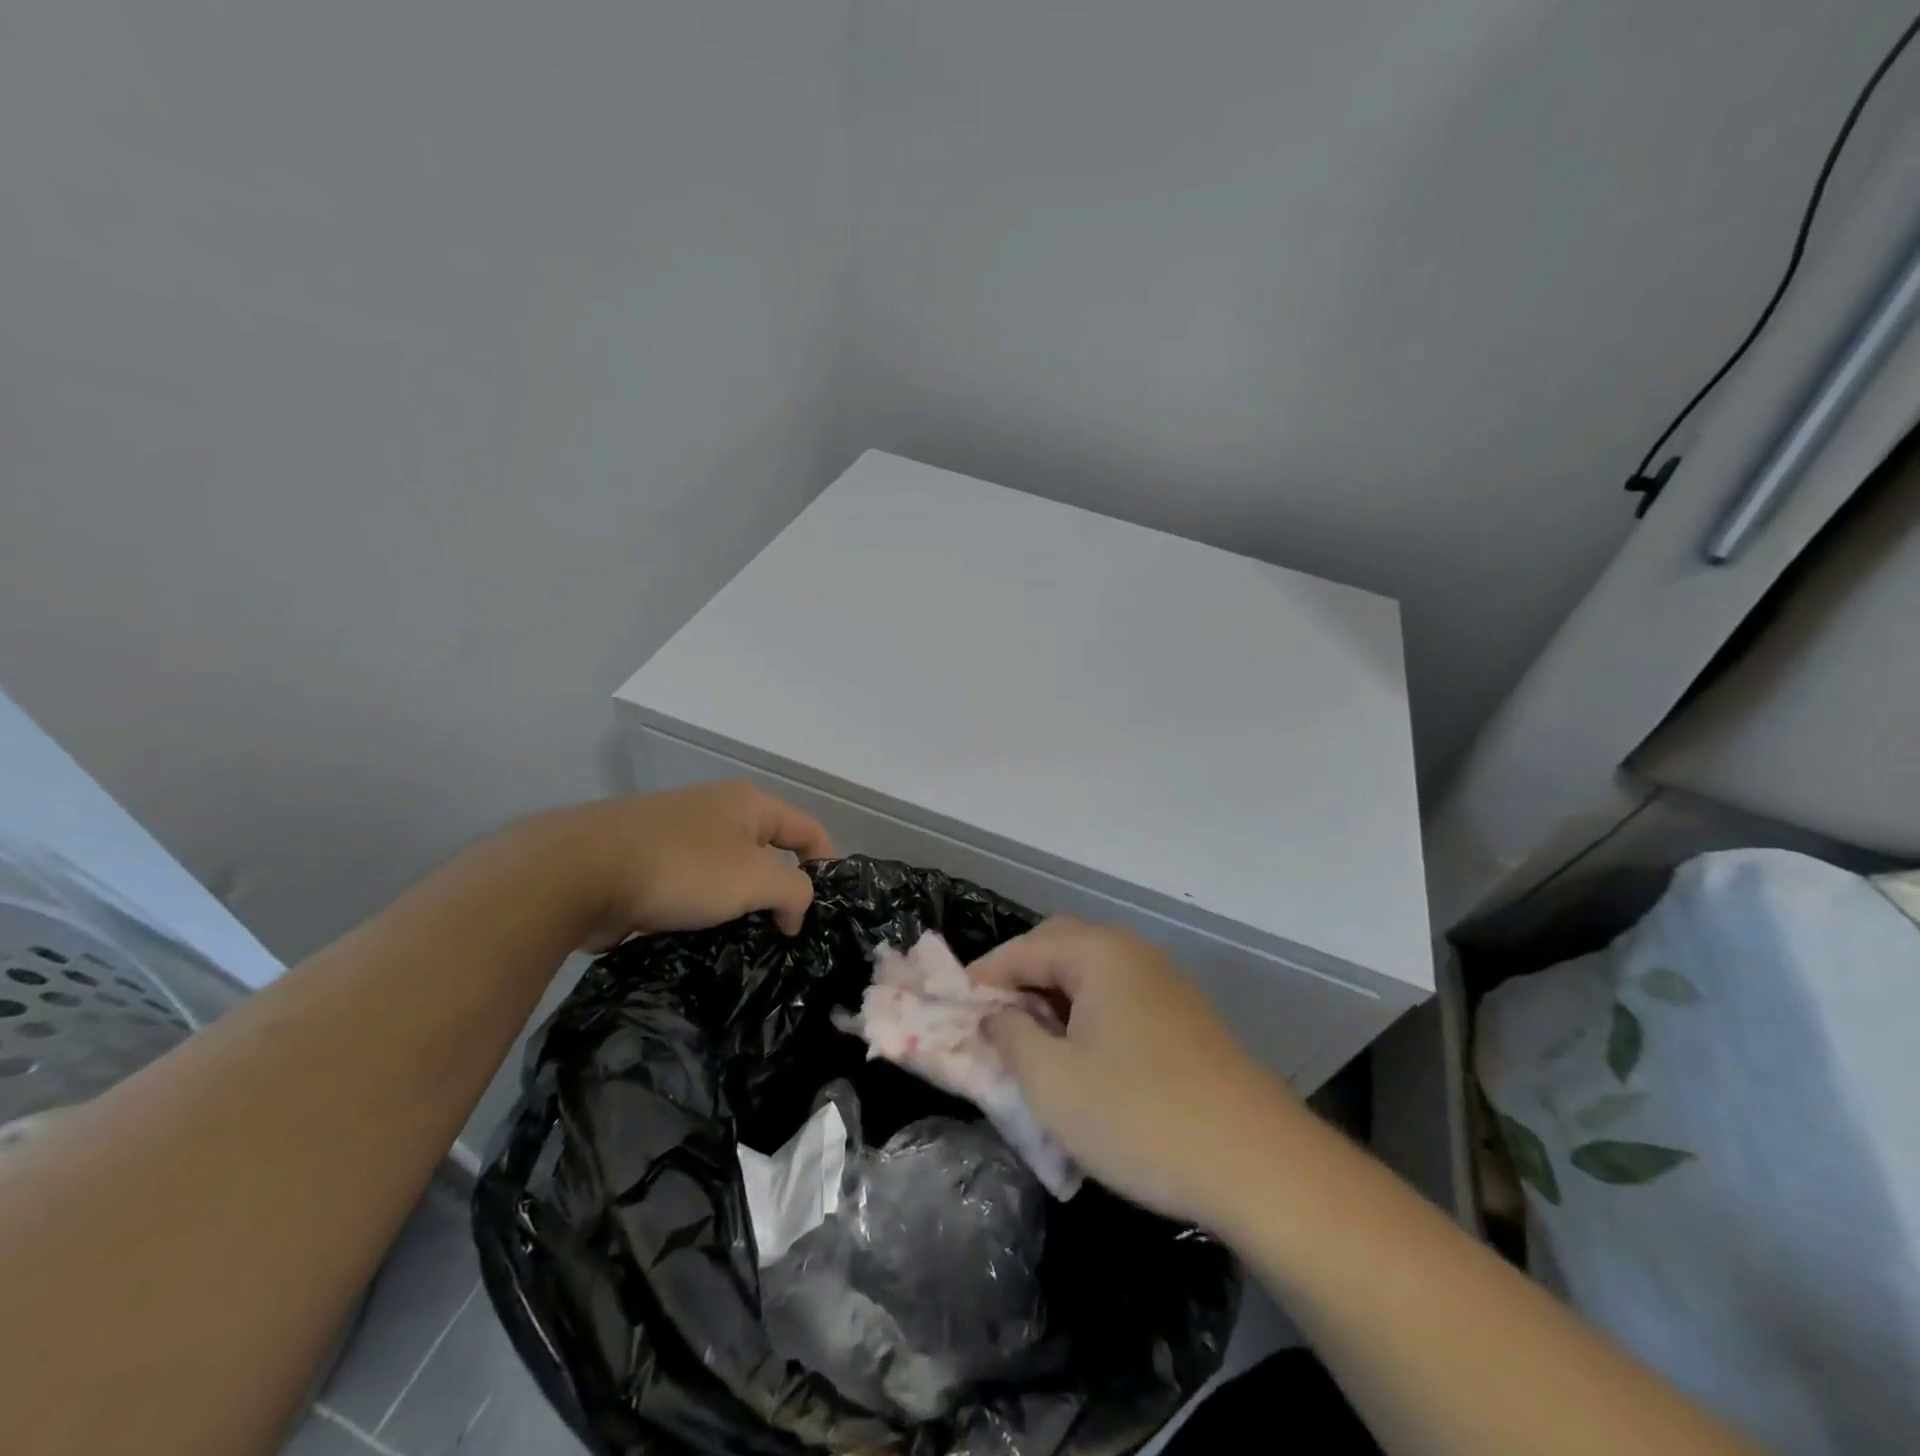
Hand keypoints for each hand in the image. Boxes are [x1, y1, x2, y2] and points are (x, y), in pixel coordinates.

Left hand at [540, 782, 833, 947]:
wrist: (577, 872)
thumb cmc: (681, 868)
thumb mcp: (755, 879)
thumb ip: (794, 891)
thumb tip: (793, 911)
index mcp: (748, 803)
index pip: (808, 830)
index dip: (826, 867)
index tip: (820, 914)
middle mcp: (715, 809)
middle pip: (767, 851)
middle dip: (778, 891)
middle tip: (781, 934)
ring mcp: (676, 833)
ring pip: (726, 872)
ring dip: (737, 905)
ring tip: (740, 944)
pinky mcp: (643, 860)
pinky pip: (689, 886)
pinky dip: (700, 910)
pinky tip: (697, 940)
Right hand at [971, 918, 1294, 1226]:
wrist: (1259, 1165)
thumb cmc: (1140, 1116)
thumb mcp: (1052, 1082)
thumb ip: (1010, 1038)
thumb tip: (996, 1016)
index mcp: (1099, 953)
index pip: (1024, 948)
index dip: (983, 978)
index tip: (953, 1012)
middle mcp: (1133, 955)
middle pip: (1059, 951)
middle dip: (1019, 984)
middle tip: (991, 1026)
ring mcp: (1165, 986)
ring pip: (1090, 979)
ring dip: (1053, 1005)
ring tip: (1030, 1050)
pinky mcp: (1185, 1020)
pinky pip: (1118, 1003)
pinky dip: (1086, 1021)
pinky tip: (1081, 1066)